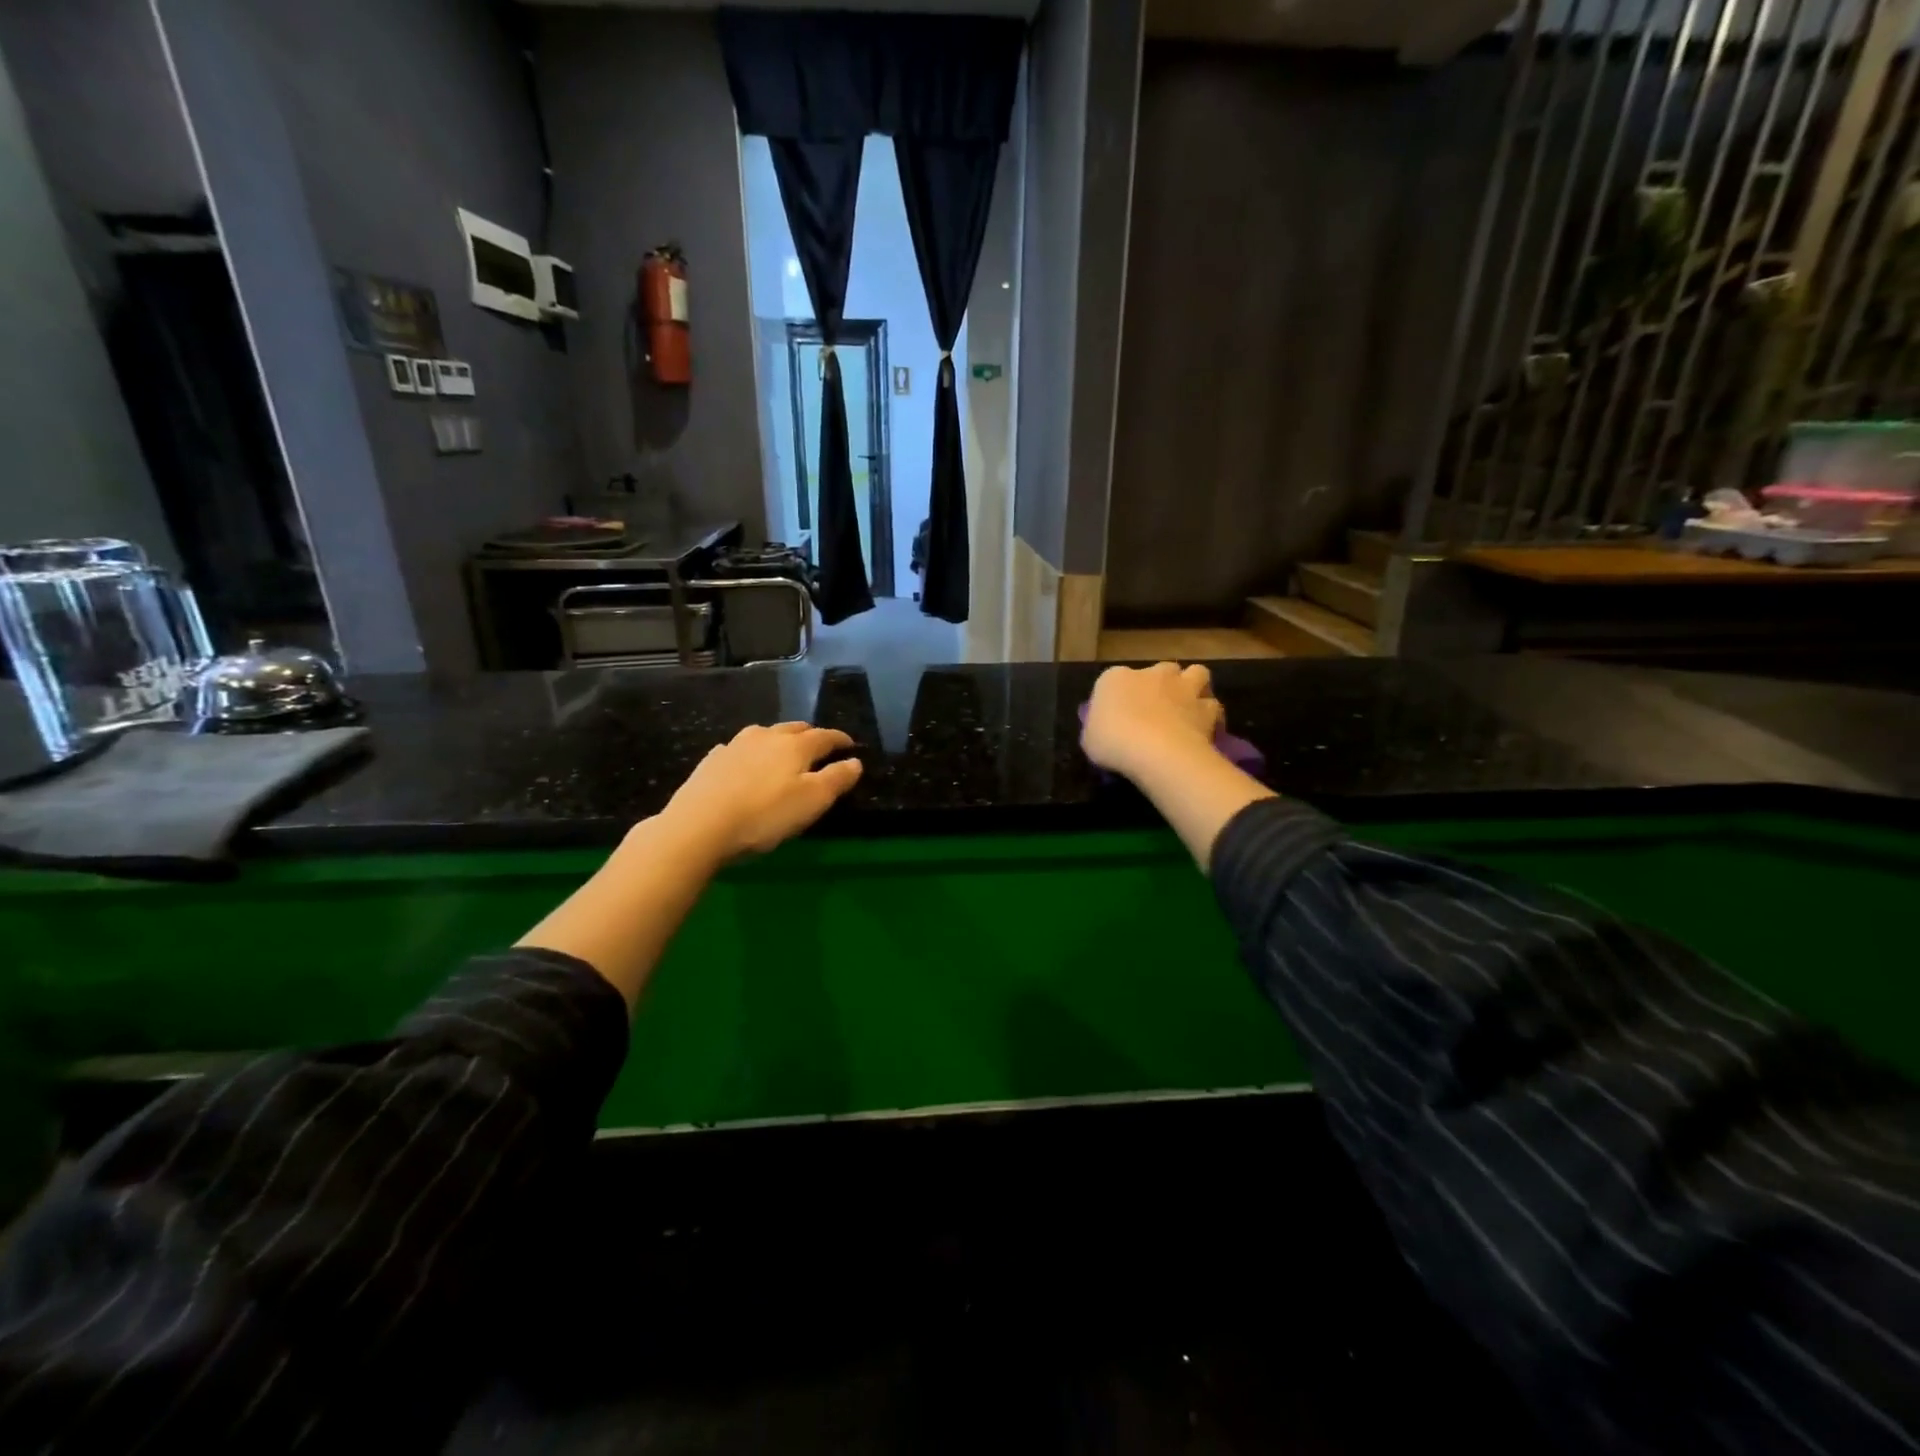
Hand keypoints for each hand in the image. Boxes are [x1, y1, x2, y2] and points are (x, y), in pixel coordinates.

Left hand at [657, 722, 862, 862]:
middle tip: (820, 746)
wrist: (699, 825)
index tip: (850, 745)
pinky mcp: (712, 761)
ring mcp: (735, 746)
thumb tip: (855, 761)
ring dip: (779, 739)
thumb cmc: (765, 815)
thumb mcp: (812, 801)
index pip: (825, 736)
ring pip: (765, 734)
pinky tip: (745, 763)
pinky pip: (738, 749)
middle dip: (811, 735)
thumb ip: (837, 779)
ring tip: (783, 750)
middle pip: (794, 729)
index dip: (840, 740)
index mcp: (795, 746)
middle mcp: (766, 737)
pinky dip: (750, 753)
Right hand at [1082, 663, 1224, 782]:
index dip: (1121, 694)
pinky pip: (1213, 706)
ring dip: (1194, 687)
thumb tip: (1105, 727)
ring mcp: (1183, 687)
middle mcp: (1152, 674)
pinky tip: (1205, 730)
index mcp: (1116, 678)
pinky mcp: (1207, 707)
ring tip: (1189, 708)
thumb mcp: (1089, 738)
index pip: (1117, 678)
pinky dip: (1211, 716)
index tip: (1120, 714)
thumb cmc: (1111, 741)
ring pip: (1197, 673)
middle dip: (1163, 683)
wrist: (1154, 750)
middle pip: (1162, 670)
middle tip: (1159, 706)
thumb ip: (1099, 726)